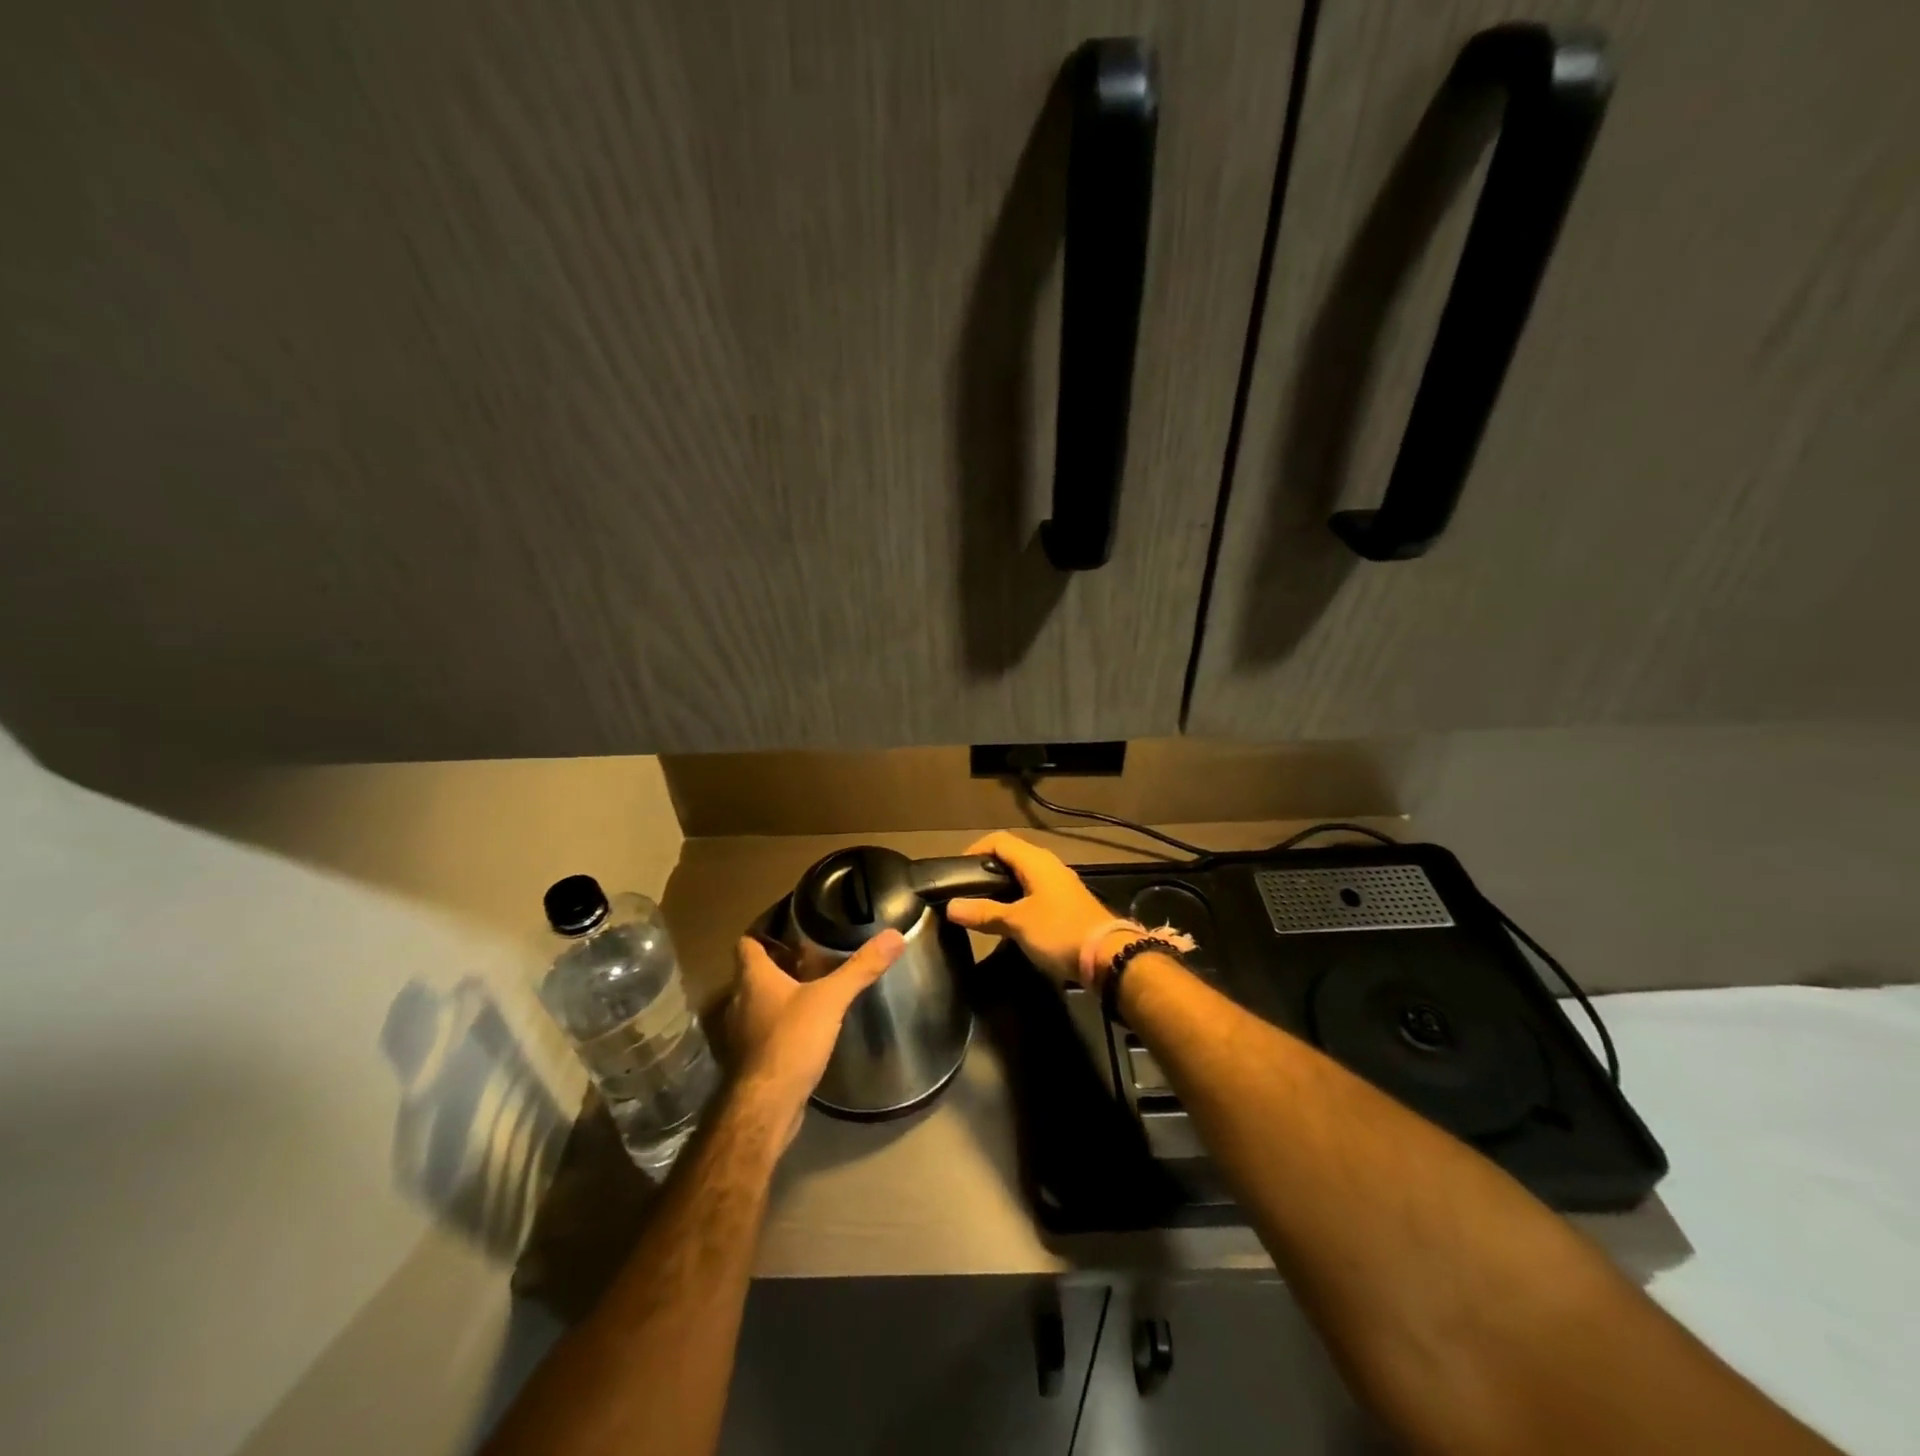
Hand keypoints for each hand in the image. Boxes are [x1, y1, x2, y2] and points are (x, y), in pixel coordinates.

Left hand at [727, 930, 904, 1140]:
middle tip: (809, 956)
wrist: (766, 1107)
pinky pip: (763, 1032)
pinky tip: (804, 1030)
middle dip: (777, 965)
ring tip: (810, 990)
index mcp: (753, 979)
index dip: (763, 933)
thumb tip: (894, 936)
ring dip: (777, 997)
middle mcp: (739, 1002)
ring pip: (756, 1004)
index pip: (747, 944)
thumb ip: (860, 968)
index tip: (788, 928)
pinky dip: (779, 1025)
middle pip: (752, 974)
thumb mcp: (831, 999)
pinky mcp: (750, 1061)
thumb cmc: (791, 1040)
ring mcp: (741, 1035)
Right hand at [944, 831, 1120, 985]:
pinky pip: (1034, 891)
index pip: (998, 841)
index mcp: (1036, 861)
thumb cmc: (1059, 932)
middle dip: (986, 869)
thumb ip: (984, 913)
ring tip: (981, 906)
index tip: (956, 872)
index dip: (974, 850)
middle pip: (1011, 856)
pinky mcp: (1066, 903)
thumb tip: (951, 906)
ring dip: (1002, 886)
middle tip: (965, 890)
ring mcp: (1059, 884)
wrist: (1108, 957)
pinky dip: (1016, 899)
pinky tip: (1008, 919)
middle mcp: (1048, 865)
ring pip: (1023, 875)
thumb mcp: (1017, 923)